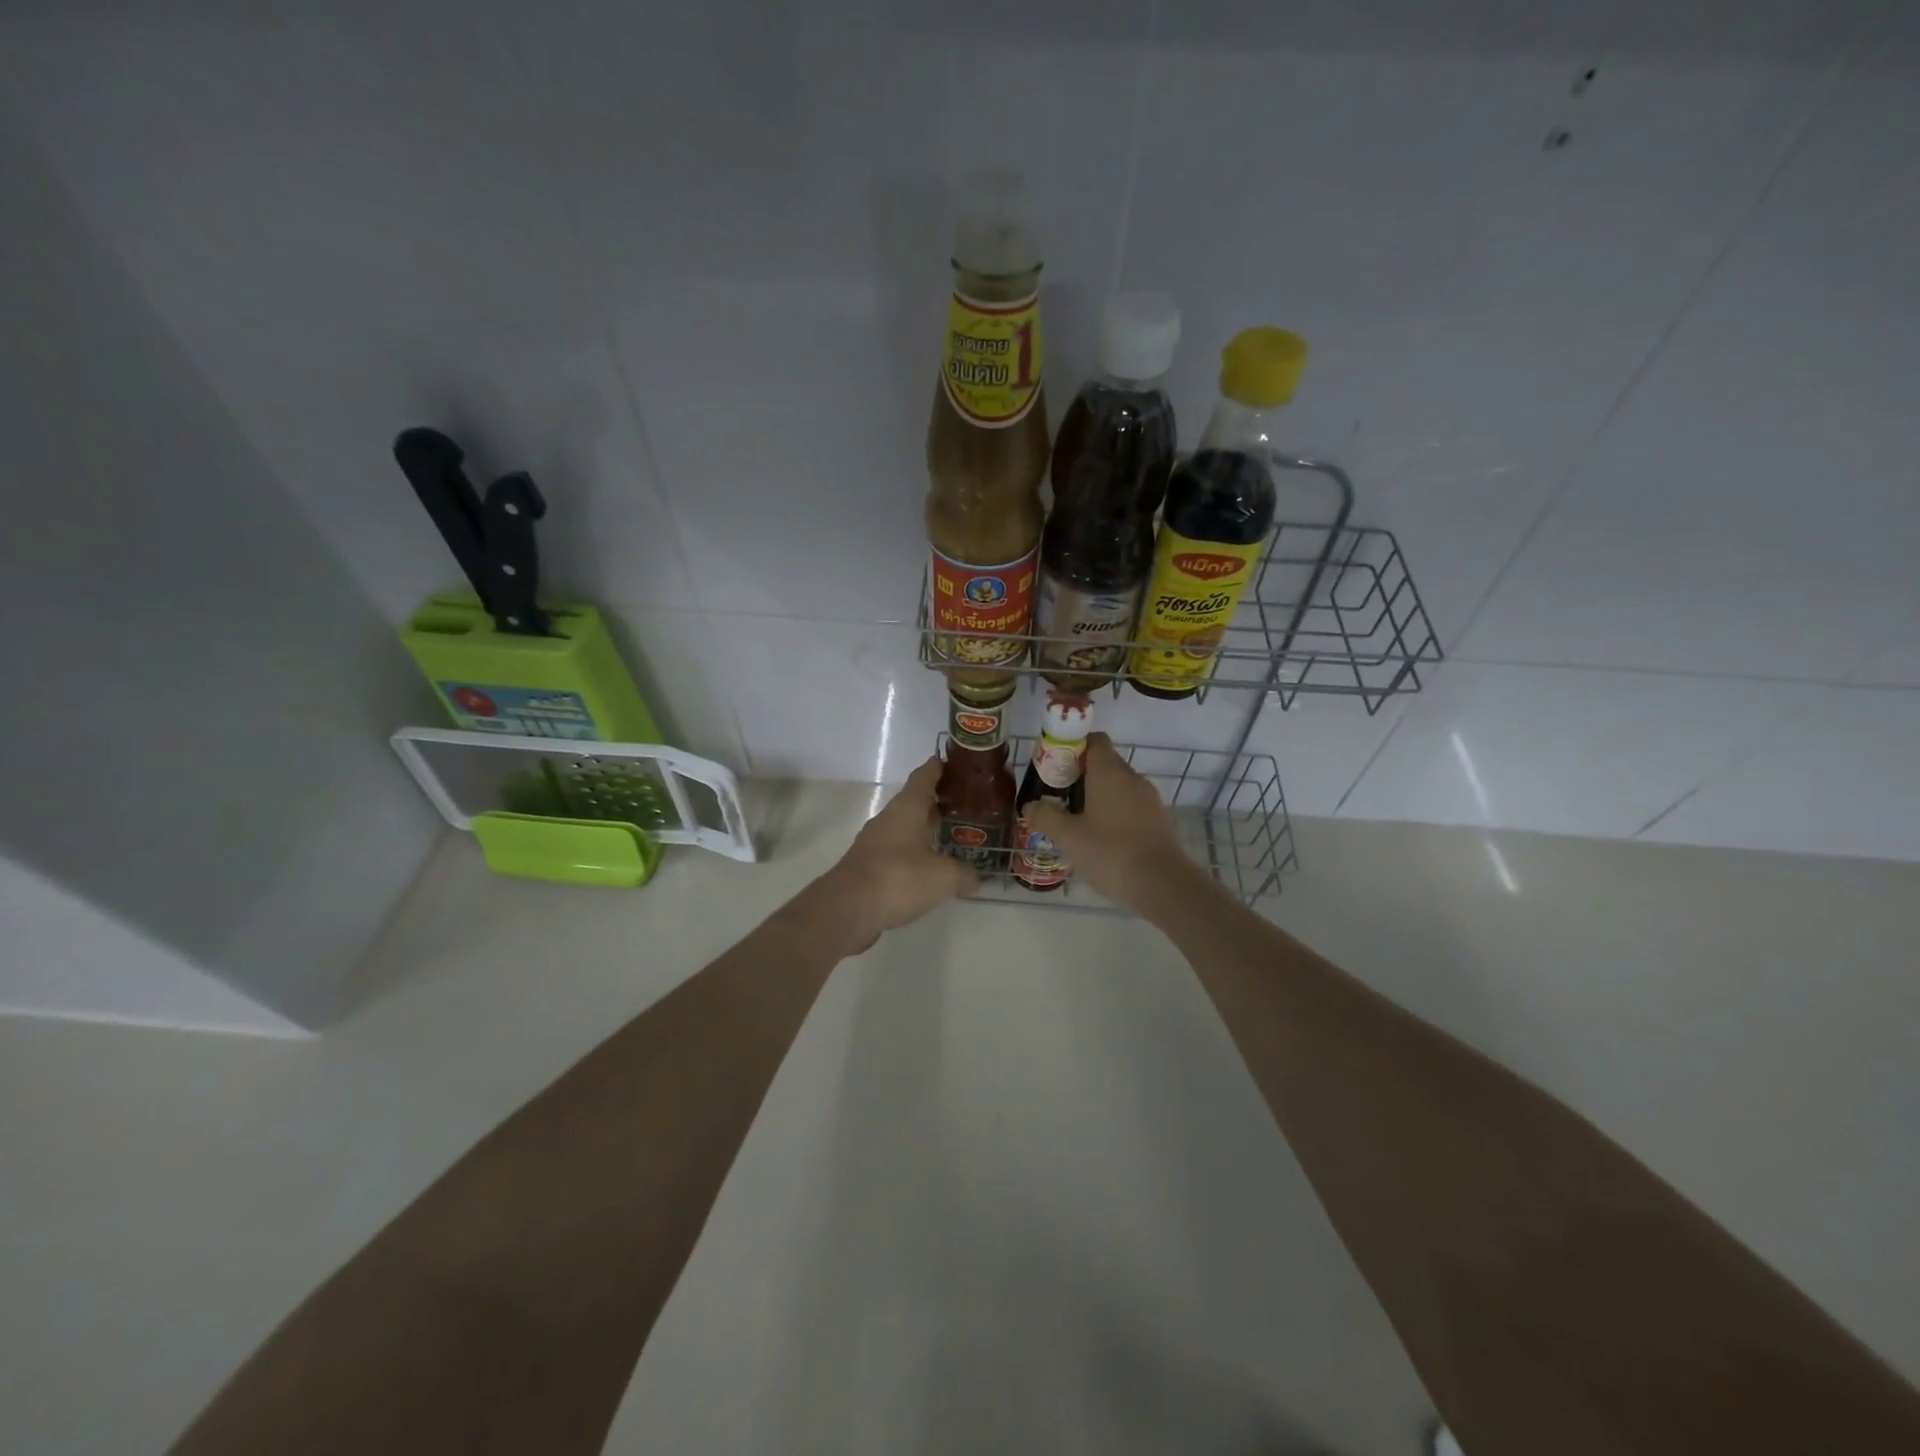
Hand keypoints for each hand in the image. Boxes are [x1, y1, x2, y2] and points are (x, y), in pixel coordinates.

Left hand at [801, 757, 978, 952]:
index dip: (938, 768)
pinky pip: (897, 851)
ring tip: (951, 835)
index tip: (953, 762)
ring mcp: (875, 842)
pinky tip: (929, 867)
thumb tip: (977, 878)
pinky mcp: (869, 866)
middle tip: (965, 804)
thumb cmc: (898, 878)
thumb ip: (964, 874)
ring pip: (905, 827)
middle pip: (915, 802)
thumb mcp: (943, 877)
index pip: (924, 777)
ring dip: (925, 828)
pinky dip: (914, 852)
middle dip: (937, 801)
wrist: (847, 909)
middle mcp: (889, 819)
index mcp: (907, 808)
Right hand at [1020, 733, 1191, 911]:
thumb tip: (1029, 806)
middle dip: (1081, 776)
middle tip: (1059, 798)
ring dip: (1098, 797)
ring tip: (1077, 822)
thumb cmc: (1111, 853)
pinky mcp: (1159, 821)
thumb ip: (1045, 817)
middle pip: (1105, 764)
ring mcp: (1150, 799)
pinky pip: (1132, 807)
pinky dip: (1116, 815)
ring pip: (1119, 787)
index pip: (1095, 740)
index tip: (1056, 766)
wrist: (1164, 885)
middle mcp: (1132, 778)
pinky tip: (1102, 841)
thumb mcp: (1069, 837)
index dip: (1074, 747)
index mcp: (1110, 772)